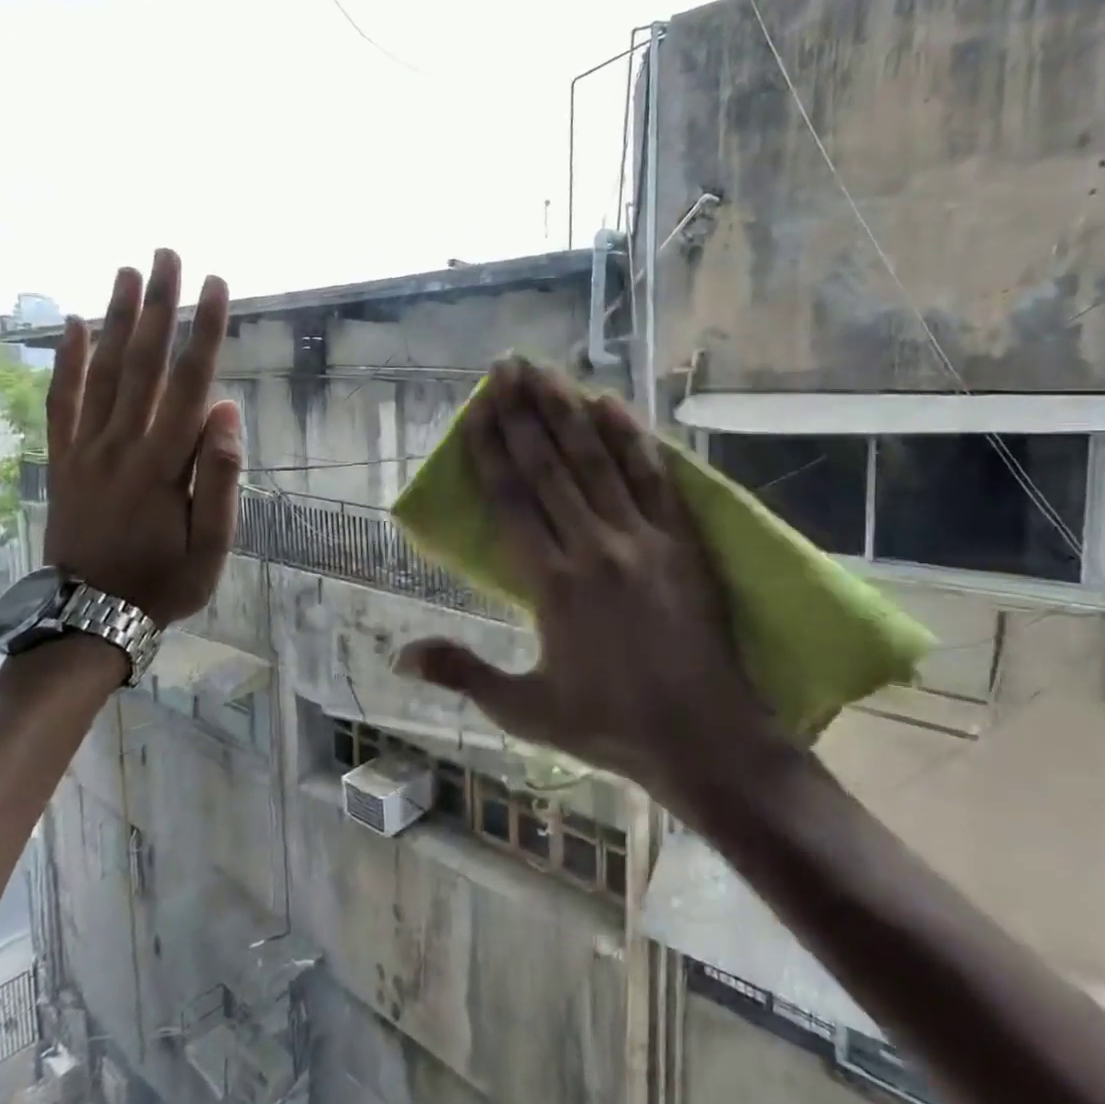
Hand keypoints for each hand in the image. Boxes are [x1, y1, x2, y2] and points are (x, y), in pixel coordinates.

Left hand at [44, 249, 241, 625]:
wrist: (91, 617)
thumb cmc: (164, 582)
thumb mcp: (211, 545)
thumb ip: (220, 477)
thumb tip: (226, 411)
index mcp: (164, 463)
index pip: (189, 383)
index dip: (205, 332)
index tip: (217, 286)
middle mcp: (121, 444)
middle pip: (142, 363)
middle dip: (158, 306)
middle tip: (166, 255)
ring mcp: (86, 450)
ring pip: (101, 372)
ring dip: (115, 319)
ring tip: (125, 272)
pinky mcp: (62, 461)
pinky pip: (62, 403)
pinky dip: (66, 363)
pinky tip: (73, 327)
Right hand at [396, 358, 778, 804]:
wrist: (705, 737)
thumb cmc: (610, 725)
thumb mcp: (526, 710)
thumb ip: (464, 673)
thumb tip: (399, 655)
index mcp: (552, 584)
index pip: (512, 499)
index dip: (491, 449)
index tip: (476, 407)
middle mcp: (594, 548)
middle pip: (550, 467)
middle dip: (523, 412)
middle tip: (505, 366)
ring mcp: (643, 539)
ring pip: (598, 461)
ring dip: (569, 411)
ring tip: (546, 371)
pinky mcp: (682, 540)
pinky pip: (653, 478)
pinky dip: (632, 438)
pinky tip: (613, 404)